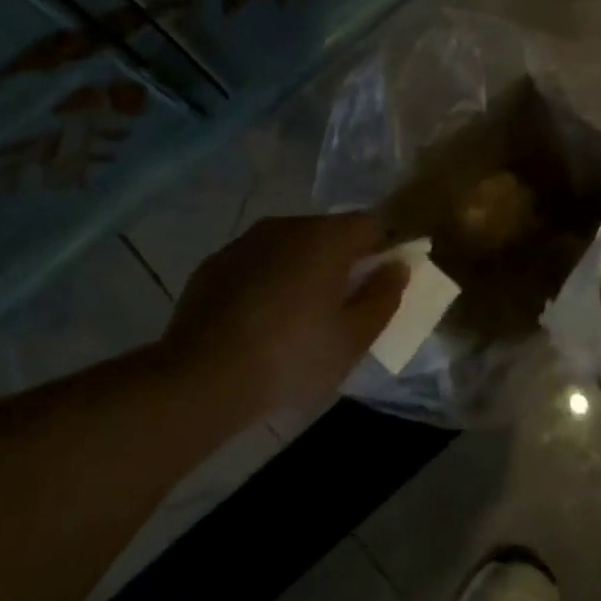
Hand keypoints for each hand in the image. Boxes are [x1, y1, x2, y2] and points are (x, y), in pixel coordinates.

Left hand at [161, 213, 407, 418]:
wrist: (202, 376)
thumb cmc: (291, 356)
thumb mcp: (352, 338)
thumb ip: (383, 297)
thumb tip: (397, 267)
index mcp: (325, 237)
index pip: (370, 224)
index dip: (383, 249)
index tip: (380, 284)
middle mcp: (285, 226)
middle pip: (328, 232)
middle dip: (342, 261)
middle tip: (342, 307)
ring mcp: (244, 242)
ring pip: (289, 246)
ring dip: (302, 269)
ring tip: (298, 317)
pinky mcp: (214, 263)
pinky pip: (256, 262)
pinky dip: (267, 280)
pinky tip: (259, 320)